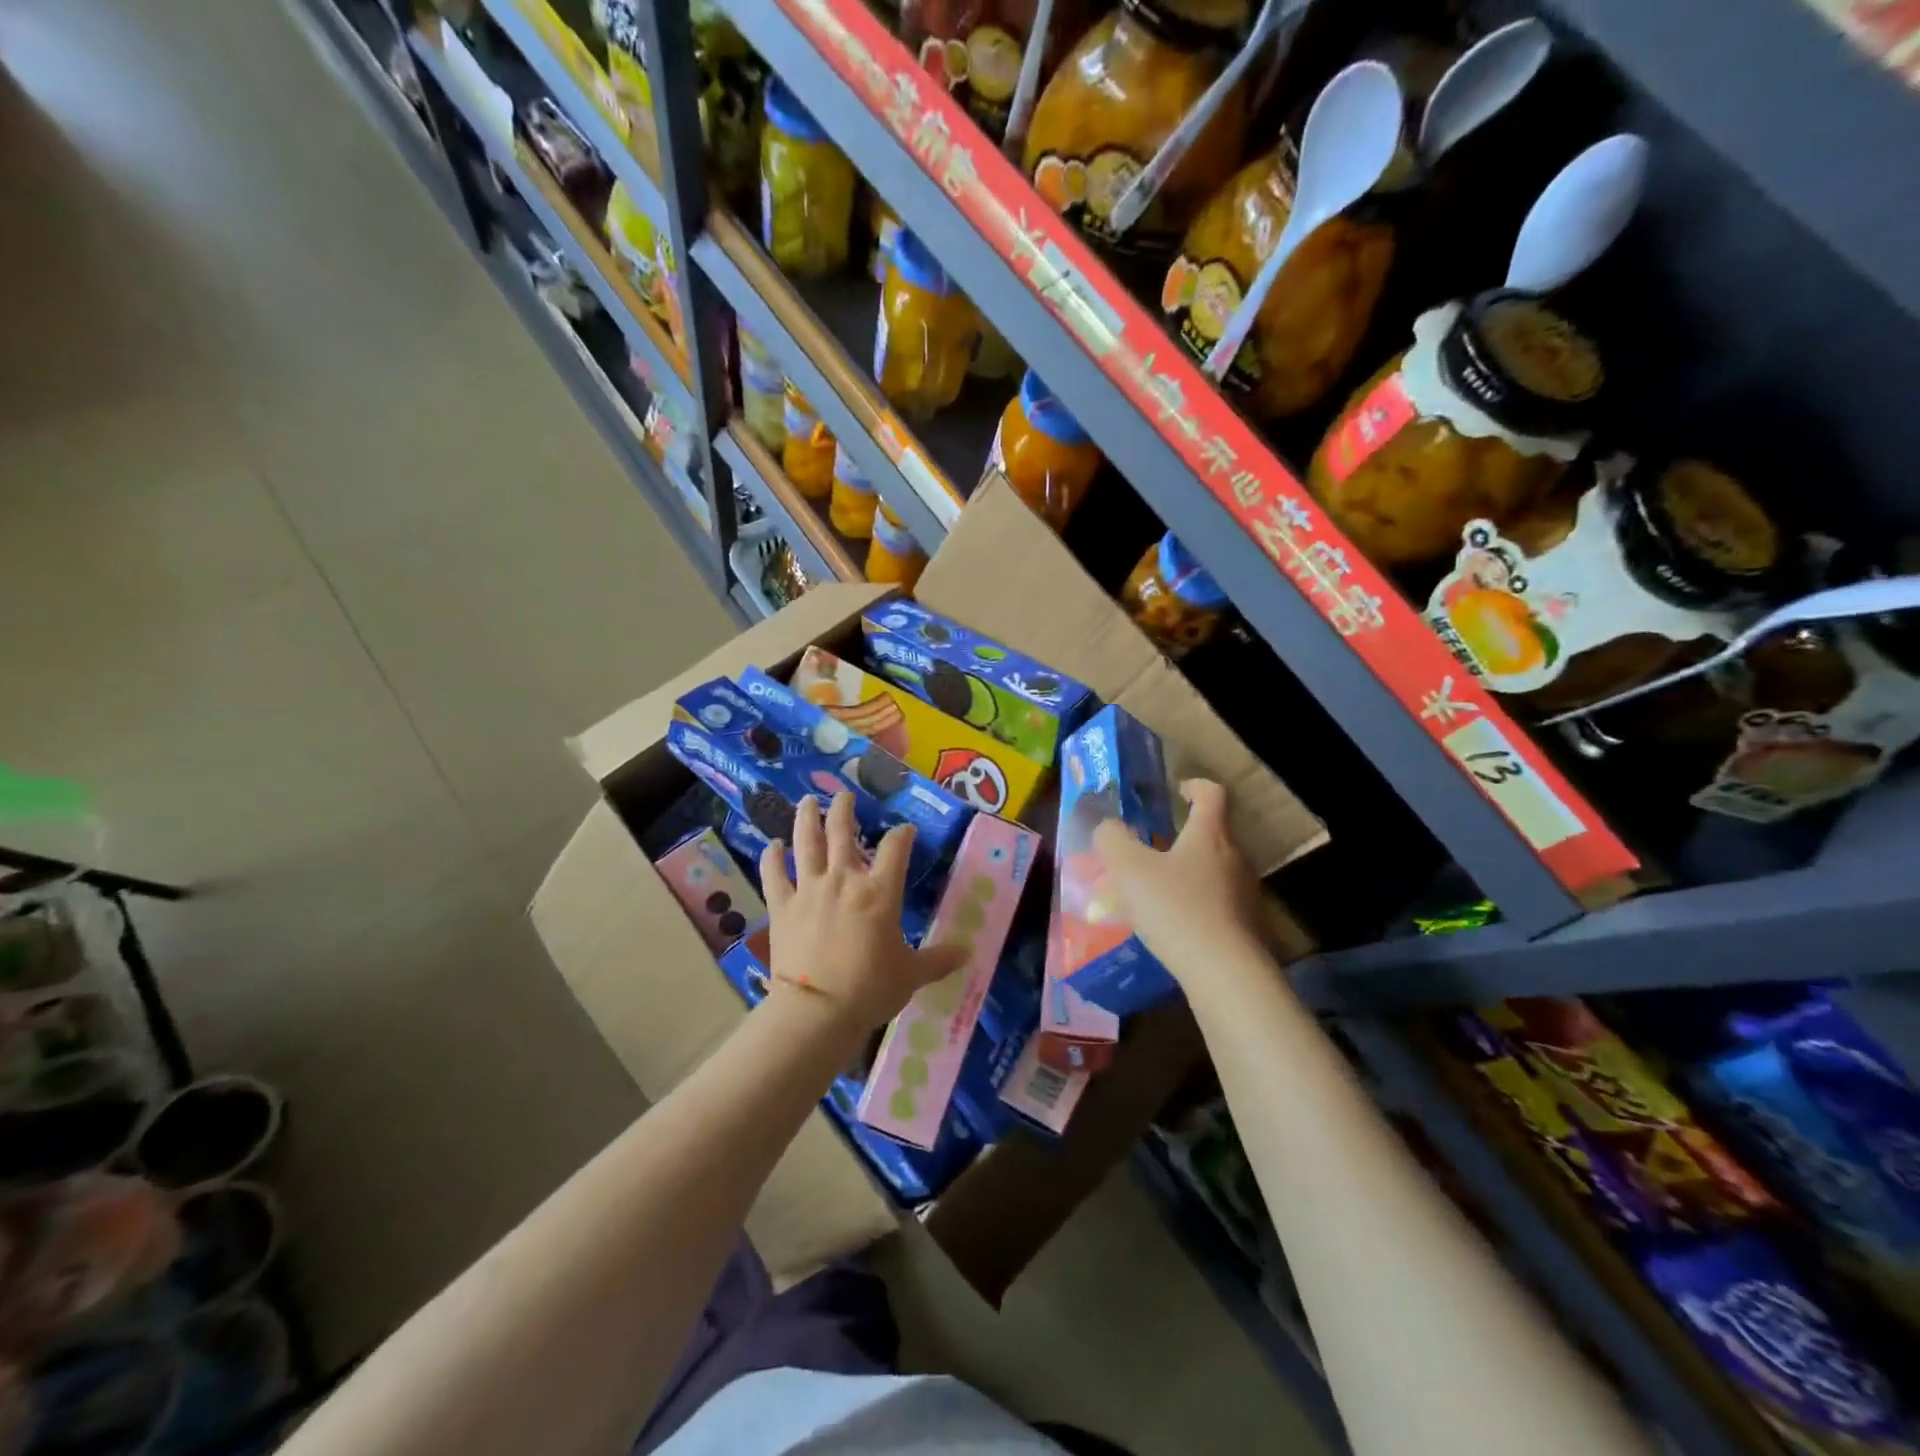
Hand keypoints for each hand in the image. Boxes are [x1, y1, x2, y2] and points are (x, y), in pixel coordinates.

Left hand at [760, 793, 968, 1034]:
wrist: (817, 1011)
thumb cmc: (870, 989)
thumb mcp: (912, 974)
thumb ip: (938, 959)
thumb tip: (968, 953)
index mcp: (880, 891)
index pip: (896, 847)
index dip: (902, 834)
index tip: (905, 830)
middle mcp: (844, 879)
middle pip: (842, 831)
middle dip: (844, 809)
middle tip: (844, 795)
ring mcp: (809, 889)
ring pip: (806, 842)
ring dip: (806, 818)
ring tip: (807, 801)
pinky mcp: (782, 906)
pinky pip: (774, 874)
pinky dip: (771, 857)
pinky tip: (771, 845)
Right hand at [1093, 779, 1263, 974]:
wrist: (1225, 974)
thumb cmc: (1176, 909)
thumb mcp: (1129, 870)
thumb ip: (1113, 840)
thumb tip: (1108, 827)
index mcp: (1209, 835)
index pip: (1211, 794)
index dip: (1194, 785)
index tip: (1177, 790)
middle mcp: (1235, 858)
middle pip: (1213, 834)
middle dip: (1183, 837)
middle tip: (1153, 849)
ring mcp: (1245, 894)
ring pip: (1215, 871)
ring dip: (1189, 873)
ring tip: (1158, 892)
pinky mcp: (1248, 927)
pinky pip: (1219, 905)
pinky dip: (1197, 905)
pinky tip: (1175, 926)